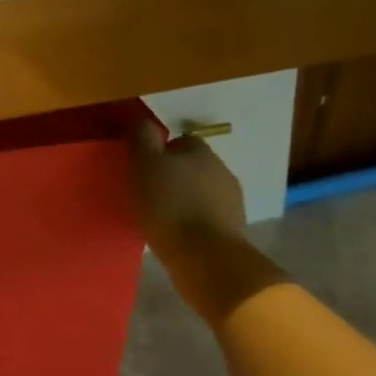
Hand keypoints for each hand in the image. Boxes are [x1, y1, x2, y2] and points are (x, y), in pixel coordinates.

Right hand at [129, 123, 246, 261]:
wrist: (203, 254)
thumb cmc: (168, 205)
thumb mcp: (144, 165)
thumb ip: (142, 139)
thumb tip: (141, 121)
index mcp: (200, 150)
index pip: (180, 141)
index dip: (160, 153)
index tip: (143, 170)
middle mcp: (221, 168)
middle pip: (193, 166)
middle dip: (175, 176)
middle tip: (150, 194)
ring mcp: (232, 199)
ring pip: (202, 191)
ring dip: (186, 199)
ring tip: (163, 217)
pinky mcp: (233, 226)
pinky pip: (208, 215)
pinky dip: (194, 220)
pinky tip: (179, 233)